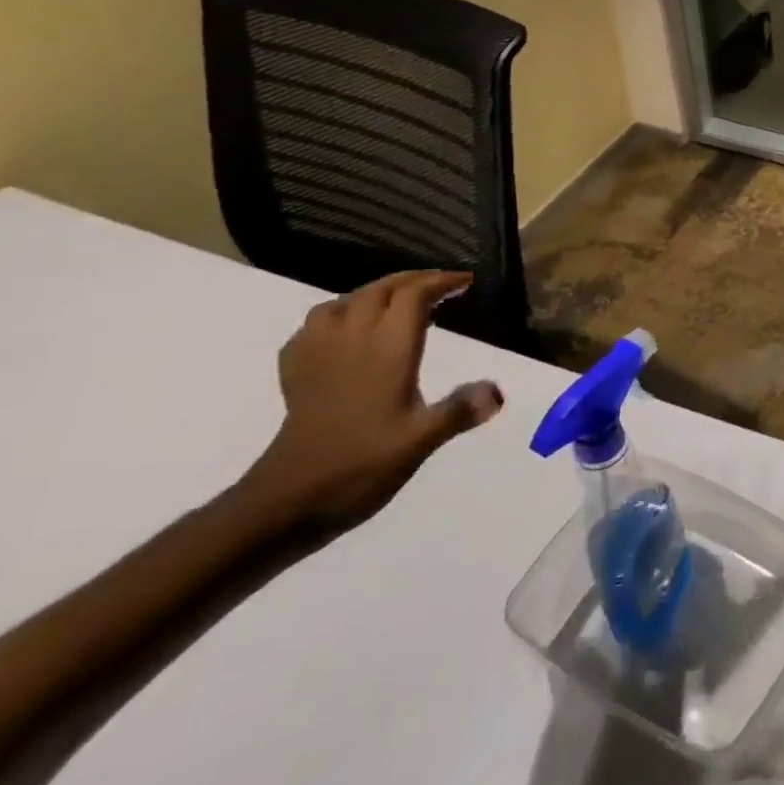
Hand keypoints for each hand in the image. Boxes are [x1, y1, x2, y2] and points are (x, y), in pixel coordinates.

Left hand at [241, 270, 504, 535]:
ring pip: (342, 303)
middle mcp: (350, 342)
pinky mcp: (295, 375)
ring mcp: (317, 357)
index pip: (412, 296)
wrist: (285, 504)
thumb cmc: (359, 467)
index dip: (441, 282)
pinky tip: (348, 334)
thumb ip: (460, 411)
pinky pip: (313, 327)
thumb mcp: (420, 442)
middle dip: (412, 281)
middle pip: (378, 290)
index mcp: (386, 351)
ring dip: (373, 294)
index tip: (466, 282)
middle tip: (442, 286)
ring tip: (396, 304)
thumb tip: (498, 391)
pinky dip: (337, 317)